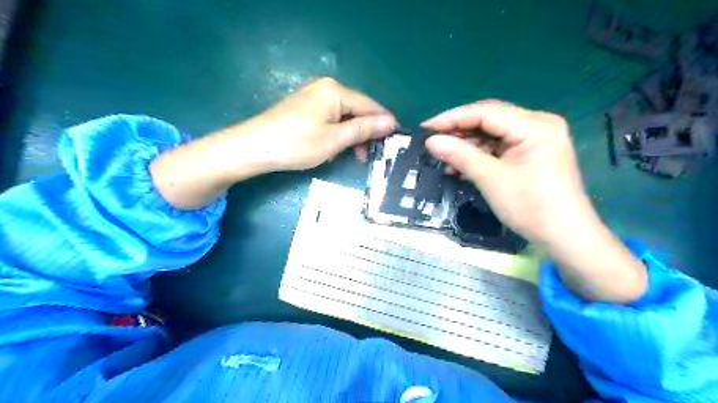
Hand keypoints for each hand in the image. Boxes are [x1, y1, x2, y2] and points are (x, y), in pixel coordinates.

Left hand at [153, 77, 397, 211]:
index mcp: (336, 90)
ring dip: (351, 137)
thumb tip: (391, 122)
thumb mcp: (335, 139)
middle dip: (365, 134)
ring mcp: (314, 97)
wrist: (253, 148)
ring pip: (344, 117)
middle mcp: (326, 88)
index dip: (384, 123)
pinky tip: (333, 150)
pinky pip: (330, 120)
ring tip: (352, 158)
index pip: (370, 105)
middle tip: (369, 157)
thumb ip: (364, 129)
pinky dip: (337, 135)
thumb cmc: (297, 144)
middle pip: (357, 111)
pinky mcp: (305, 108)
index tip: (395, 141)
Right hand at [422, 99, 585, 244]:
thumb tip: (430, 141)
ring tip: (443, 157)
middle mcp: (538, 124)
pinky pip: (500, 146)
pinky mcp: (532, 152)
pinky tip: (461, 165)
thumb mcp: (490, 179)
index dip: (452, 118)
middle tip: (432, 142)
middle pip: (489, 120)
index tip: (426, 128)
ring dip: (467, 145)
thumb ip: (460, 155)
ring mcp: (536, 138)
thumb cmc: (530, 207)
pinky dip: (480, 155)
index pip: (485, 112)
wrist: (564, 236)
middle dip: (459, 131)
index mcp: (534, 125)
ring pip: (492, 133)